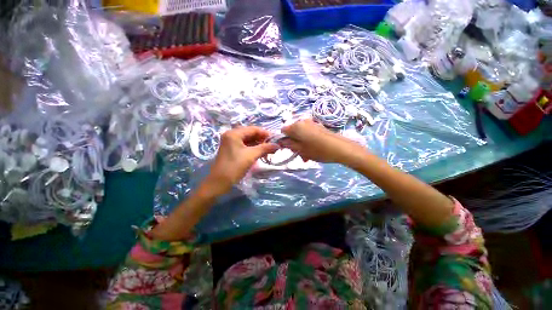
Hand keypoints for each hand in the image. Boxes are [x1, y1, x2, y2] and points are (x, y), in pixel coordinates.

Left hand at [203, 126, 278, 195]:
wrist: (219, 182)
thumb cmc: (235, 166)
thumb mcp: (251, 155)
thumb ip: (265, 148)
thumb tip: (277, 145)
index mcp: (234, 133)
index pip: (253, 129)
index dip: (265, 133)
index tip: (276, 139)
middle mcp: (232, 135)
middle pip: (251, 134)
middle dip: (262, 139)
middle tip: (273, 145)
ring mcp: (231, 142)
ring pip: (248, 140)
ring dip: (259, 144)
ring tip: (269, 150)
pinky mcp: (232, 150)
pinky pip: (245, 146)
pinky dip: (253, 148)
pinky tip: (261, 153)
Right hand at [281, 119, 363, 163]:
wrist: (340, 148)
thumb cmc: (318, 150)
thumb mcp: (300, 149)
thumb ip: (288, 144)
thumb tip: (281, 142)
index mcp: (296, 126)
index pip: (283, 131)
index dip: (283, 140)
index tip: (287, 149)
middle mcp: (303, 121)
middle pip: (292, 133)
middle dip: (293, 144)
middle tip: (299, 155)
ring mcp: (312, 123)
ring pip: (301, 135)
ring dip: (301, 145)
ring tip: (307, 156)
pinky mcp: (319, 127)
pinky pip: (308, 134)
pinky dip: (307, 142)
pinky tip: (312, 150)